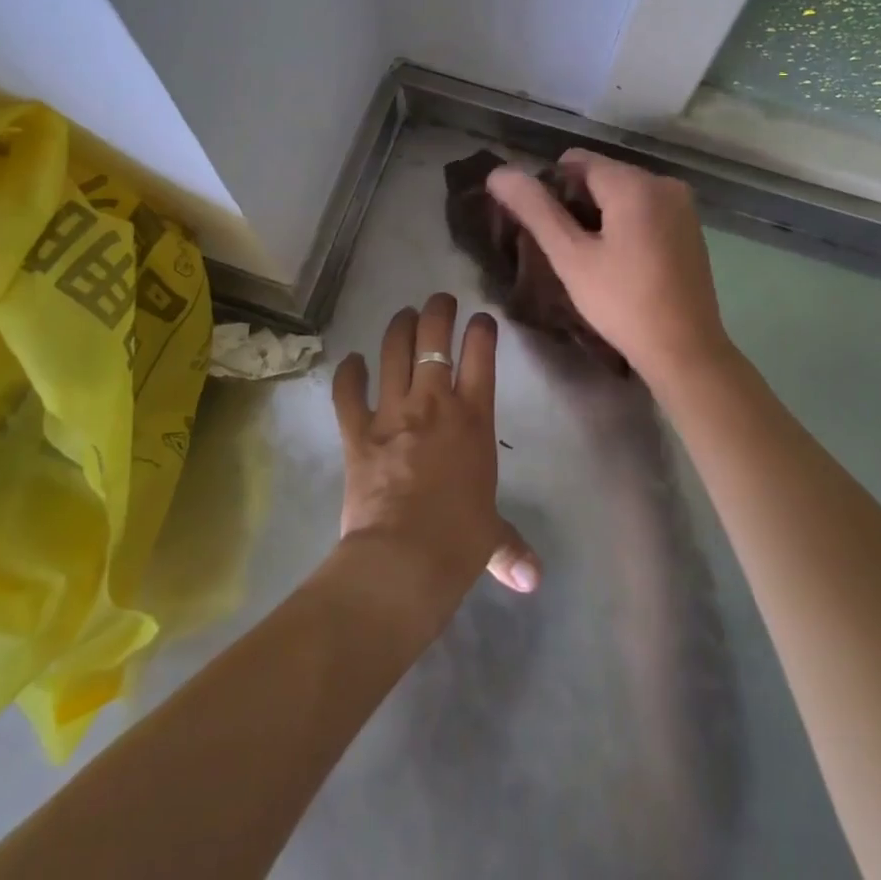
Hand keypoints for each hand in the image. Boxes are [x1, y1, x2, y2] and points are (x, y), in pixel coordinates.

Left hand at [331, 293, 540, 600]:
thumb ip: (509, 547)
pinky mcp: (357, 431)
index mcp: (474, 420)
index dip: (482, 330)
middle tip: (439, 301)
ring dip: (398, 327)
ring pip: (393, 352)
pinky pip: (348, 392)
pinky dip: (348, 373)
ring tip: (403, 315)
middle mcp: (433, 404)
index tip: (481, 320)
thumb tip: (532, 580)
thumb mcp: (489, 538)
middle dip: (437, 312)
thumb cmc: (458, 543)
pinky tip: (351, 361)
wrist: (403, 559)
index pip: (481, 357)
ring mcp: (392, 412)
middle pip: (434, 339)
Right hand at [486, 149, 731, 384]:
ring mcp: (682, 205)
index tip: (546, 230)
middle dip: (576, 203)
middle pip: (601, 175)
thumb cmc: (622, 303)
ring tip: (590, 259)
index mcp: (634, 182)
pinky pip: (645, 209)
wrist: (686, 351)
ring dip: (599, 215)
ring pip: (622, 193)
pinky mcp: (690, 227)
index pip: (575, 161)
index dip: (550, 189)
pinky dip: (625, 224)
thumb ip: (534, 210)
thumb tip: (499, 173)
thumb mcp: (570, 257)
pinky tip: (620, 262)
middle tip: (565, 250)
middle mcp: (663, 182)